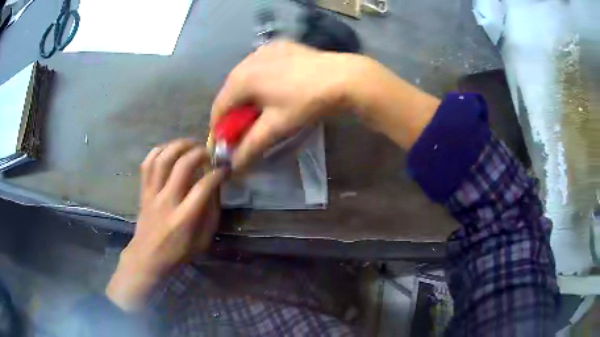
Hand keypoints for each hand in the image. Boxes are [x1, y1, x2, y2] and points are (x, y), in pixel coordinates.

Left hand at [106, 139, 225, 310]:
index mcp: (184, 218)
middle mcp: (167, 201)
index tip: (224, 169)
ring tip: (191, 145)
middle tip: (208, 152)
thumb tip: (215, 187)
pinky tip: (170, 150)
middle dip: (199, 153)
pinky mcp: (143, 190)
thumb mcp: (203, 241)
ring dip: (179, 146)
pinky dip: (159, 151)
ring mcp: (152, 193)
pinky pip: (148, 163)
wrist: (147, 256)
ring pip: (163, 159)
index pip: (203, 187)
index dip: (217, 173)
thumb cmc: (178, 252)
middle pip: (182, 165)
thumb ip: (211, 214)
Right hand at [211, 40, 439, 170]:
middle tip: (243, 130)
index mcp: (241, 78)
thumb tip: (233, 167)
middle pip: (230, 91)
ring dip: (246, 96)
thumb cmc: (306, 102)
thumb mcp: (276, 127)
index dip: (218, 129)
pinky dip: (260, 81)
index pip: (218, 107)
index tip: (225, 144)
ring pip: (245, 78)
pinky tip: (273, 90)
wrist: (344, 77)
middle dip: (233, 113)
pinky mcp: (280, 46)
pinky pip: (261, 66)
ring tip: (259, 111)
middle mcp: (247, 60)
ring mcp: (265, 50)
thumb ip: (250, 146)